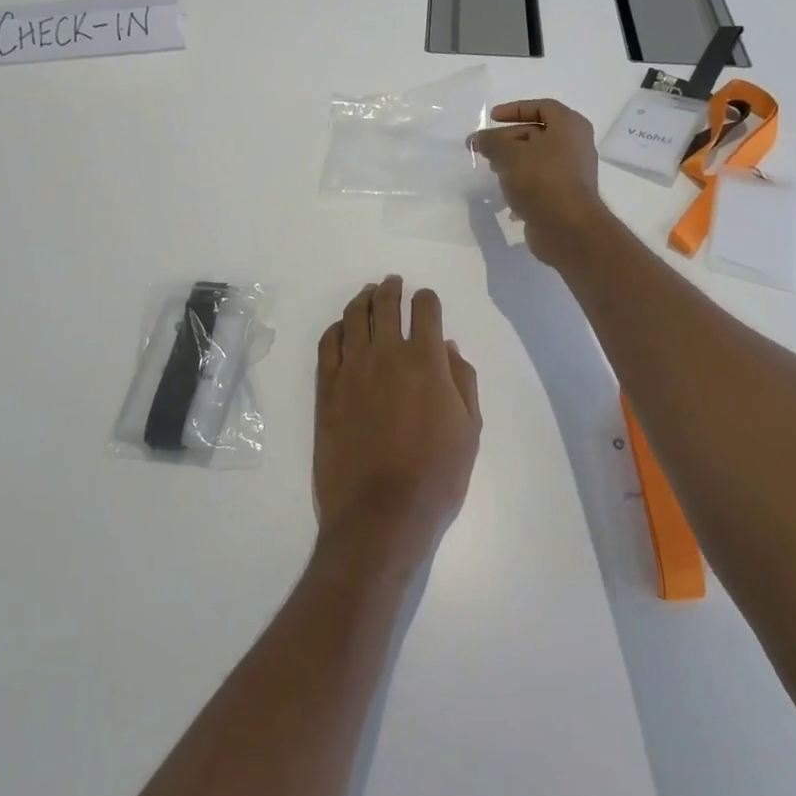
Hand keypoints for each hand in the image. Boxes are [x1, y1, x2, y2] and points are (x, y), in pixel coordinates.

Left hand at [314, 277, 480, 572]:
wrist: (381, 512)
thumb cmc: (436, 475)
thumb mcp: (469, 429)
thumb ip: (461, 380)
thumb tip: (448, 346)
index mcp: (425, 361)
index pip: (426, 311)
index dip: (428, 299)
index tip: (427, 300)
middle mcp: (386, 354)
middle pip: (386, 305)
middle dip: (392, 289)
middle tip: (393, 282)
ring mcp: (352, 369)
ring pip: (354, 318)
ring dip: (363, 300)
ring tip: (368, 294)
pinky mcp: (327, 389)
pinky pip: (328, 344)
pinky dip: (336, 328)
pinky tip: (342, 327)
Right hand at [468, 100, 610, 268]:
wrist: (567, 227)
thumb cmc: (541, 179)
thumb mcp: (509, 154)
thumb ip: (491, 142)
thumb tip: (477, 139)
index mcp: (569, 126)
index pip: (542, 107)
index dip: (515, 109)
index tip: (492, 118)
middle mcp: (576, 145)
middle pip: (537, 134)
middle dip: (508, 139)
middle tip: (484, 148)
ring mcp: (573, 172)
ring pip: (538, 159)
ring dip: (513, 162)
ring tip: (491, 170)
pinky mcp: (566, 196)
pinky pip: (541, 182)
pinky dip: (522, 183)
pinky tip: (505, 194)